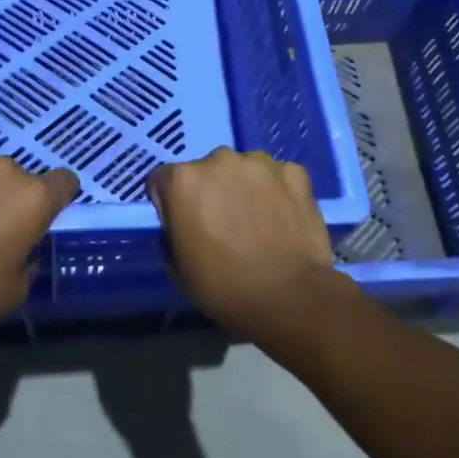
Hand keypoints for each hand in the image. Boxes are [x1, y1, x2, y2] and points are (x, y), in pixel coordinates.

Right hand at [148, 148, 338, 335]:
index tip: (184, 225)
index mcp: (183, 180)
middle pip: (207, 170)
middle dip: (211, 190)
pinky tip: (284, 218)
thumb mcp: (178, 268)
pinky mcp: (294, 171)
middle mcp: (218, 159)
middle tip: (224, 224)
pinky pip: (278, 176)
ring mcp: (259, 162)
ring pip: (244, 169)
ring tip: (258, 221)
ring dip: (245, 186)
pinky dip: (278, 191)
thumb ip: (173, 231)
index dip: (171, 203)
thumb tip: (182, 222)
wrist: (290, 298)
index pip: (164, 180)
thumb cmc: (224, 287)